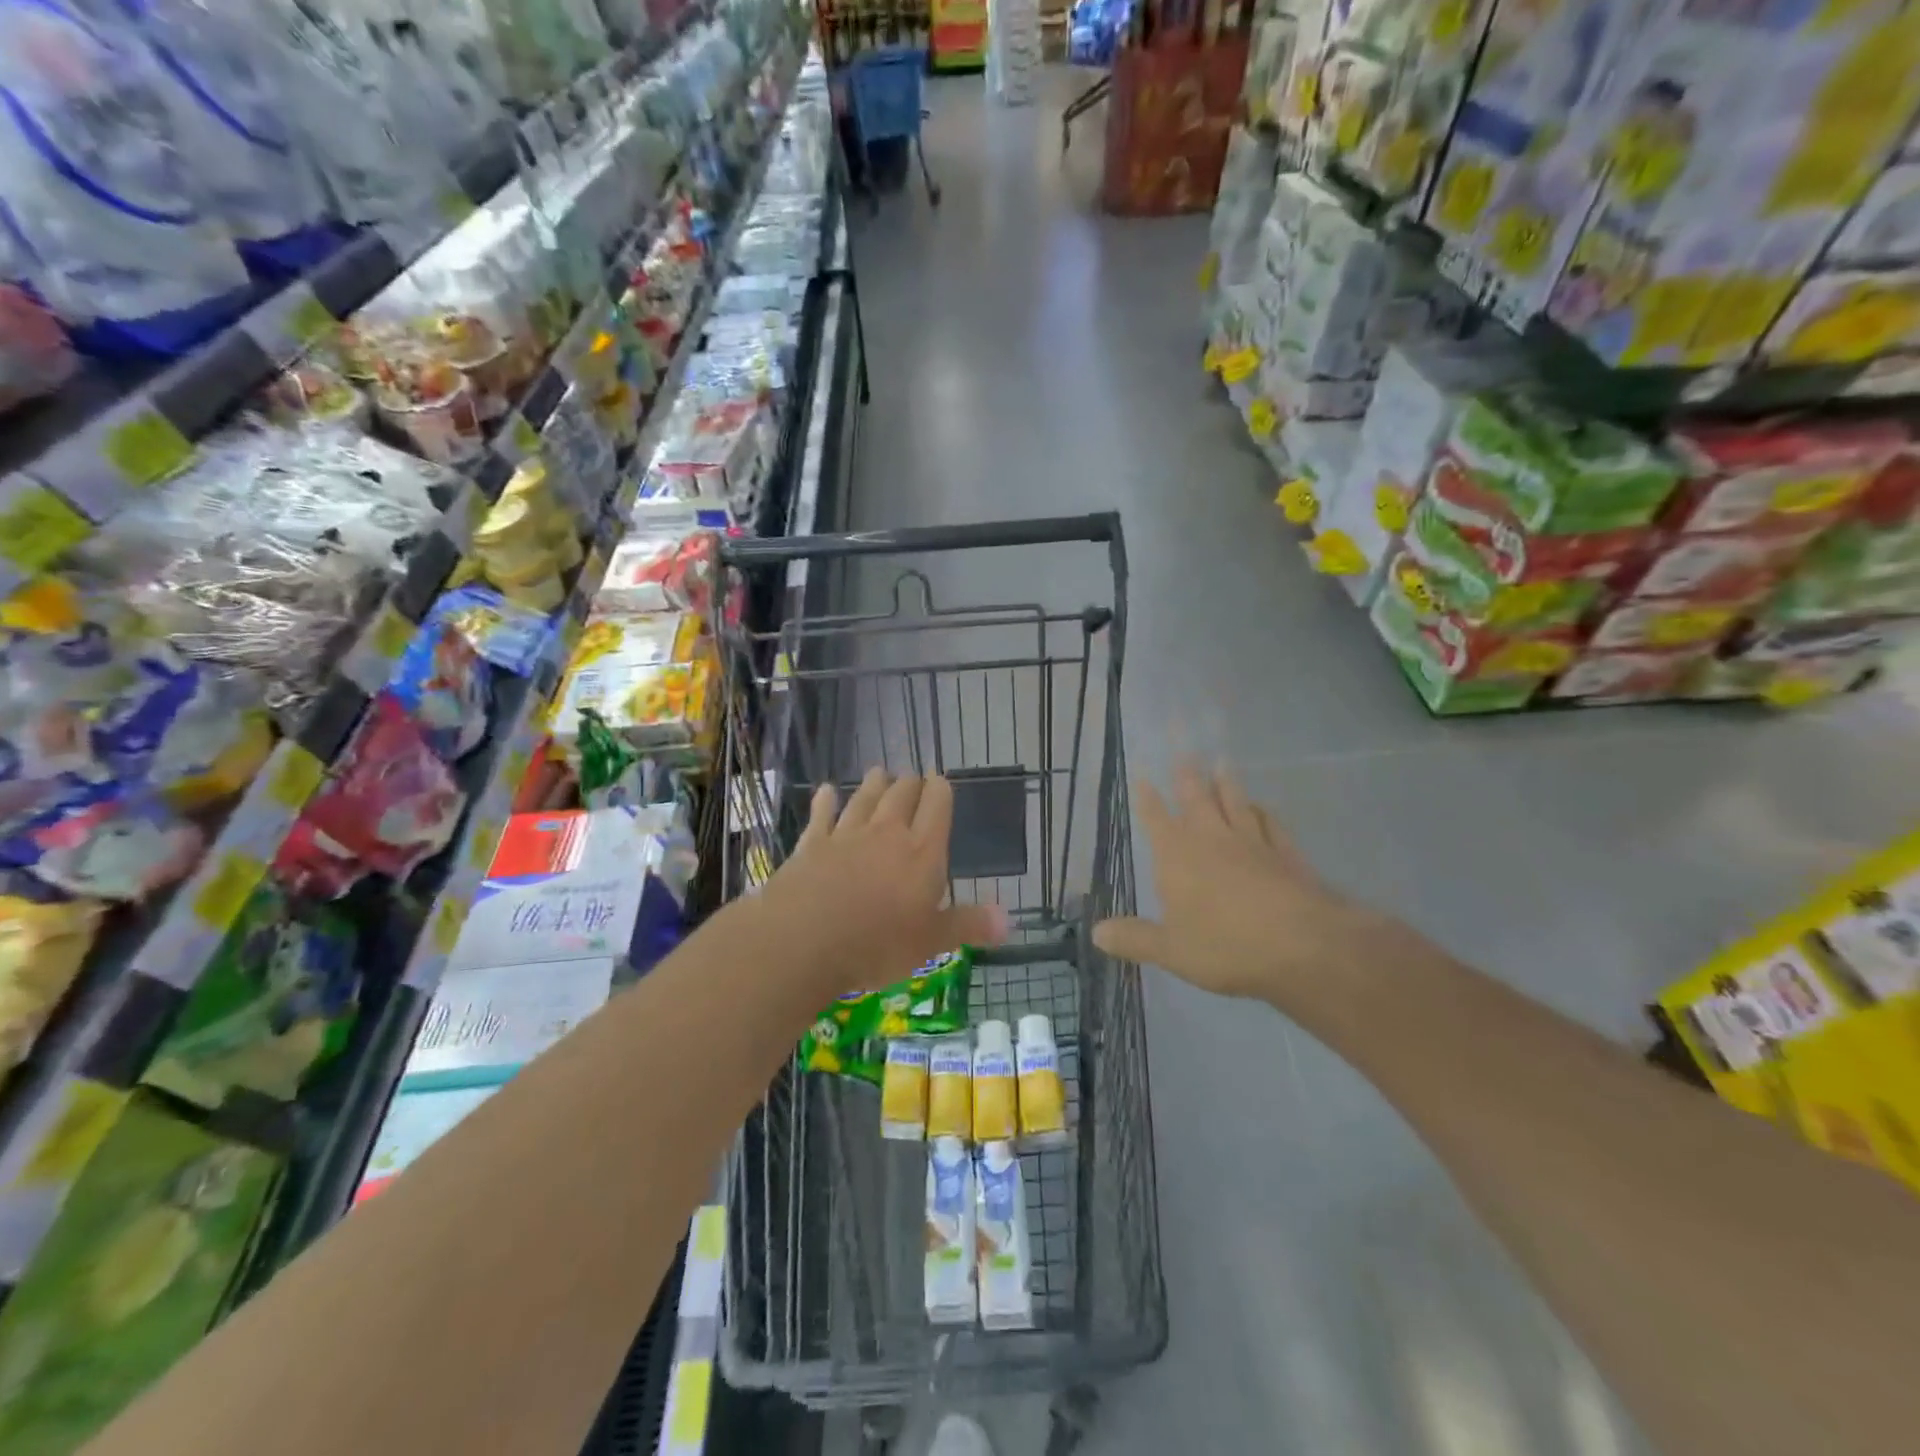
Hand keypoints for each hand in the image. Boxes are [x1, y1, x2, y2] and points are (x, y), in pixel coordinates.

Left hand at [756, 768, 1007, 995]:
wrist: (805, 938)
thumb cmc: (878, 943)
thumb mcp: (932, 942)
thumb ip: (969, 925)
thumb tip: (1011, 921)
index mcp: (923, 852)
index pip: (937, 807)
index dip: (940, 790)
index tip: (940, 780)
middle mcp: (887, 833)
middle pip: (902, 795)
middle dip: (910, 783)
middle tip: (912, 777)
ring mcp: (847, 835)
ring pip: (865, 798)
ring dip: (873, 784)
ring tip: (880, 771)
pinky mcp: (812, 844)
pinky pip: (822, 815)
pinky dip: (827, 801)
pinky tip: (827, 790)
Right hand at [1093, 760, 1405, 1003]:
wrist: (1302, 946)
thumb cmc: (1224, 946)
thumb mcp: (1170, 950)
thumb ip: (1134, 938)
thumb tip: (1096, 932)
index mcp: (1177, 856)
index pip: (1155, 819)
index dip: (1146, 798)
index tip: (1141, 774)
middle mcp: (1212, 839)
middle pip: (1196, 799)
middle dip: (1186, 775)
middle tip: (1183, 750)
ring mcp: (1252, 843)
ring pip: (1235, 803)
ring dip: (1226, 783)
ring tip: (1221, 761)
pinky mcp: (1286, 855)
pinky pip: (1271, 825)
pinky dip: (1263, 812)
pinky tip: (1261, 807)